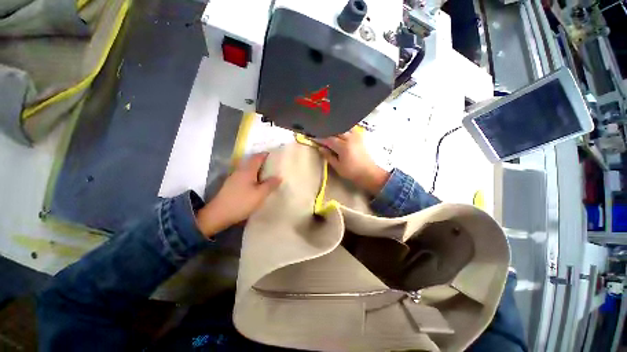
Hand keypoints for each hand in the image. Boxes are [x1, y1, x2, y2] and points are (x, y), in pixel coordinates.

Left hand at [195, 153, 281, 237]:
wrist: (218, 214)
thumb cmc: (242, 202)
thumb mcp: (260, 194)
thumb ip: (270, 184)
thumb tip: (279, 177)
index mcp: (248, 170)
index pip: (258, 157)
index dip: (266, 155)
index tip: (276, 156)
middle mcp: (240, 170)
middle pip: (253, 162)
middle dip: (263, 162)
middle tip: (275, 166)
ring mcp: (235, 177)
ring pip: (249, 169)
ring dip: (258, 170)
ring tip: (269, 175)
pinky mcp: (232, 185)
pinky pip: (245, 176)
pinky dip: (253, 176)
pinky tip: (258, 184)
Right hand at [317, 128, 388, 194]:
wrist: (368, 173)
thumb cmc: (351, 172)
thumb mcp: (337, 166)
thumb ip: (328, 156)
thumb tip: (320, 148)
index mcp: (343, 146)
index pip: (329, 139)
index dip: (320, 138)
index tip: (313, 138)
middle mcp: (350, 138)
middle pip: (336, 131)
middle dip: (327, 132)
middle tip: (321, 135)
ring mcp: (356, 136)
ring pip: (344, 127)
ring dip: (336, 129)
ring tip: (331, 133)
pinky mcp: (360, 137)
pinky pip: (351, 129)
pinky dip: (345, 129)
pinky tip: (341, 132)